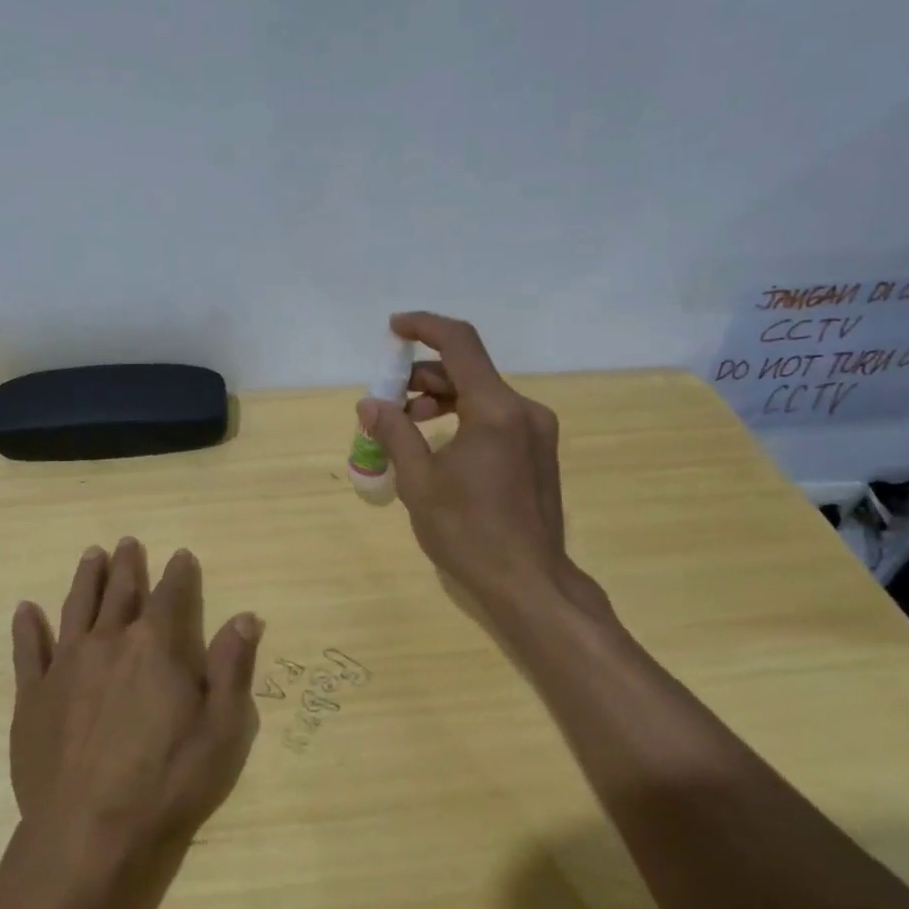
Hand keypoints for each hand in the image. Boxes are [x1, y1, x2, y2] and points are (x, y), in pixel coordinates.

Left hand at [8, 538, 263, 850]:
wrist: (88, 834)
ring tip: (91, 555)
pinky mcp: (32, 696)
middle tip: (129, 542)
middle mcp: (110, 641)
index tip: (182, 555)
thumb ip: (233, 667)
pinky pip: (29, 651)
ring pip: (77, 608)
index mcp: (157, 645)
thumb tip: (246, 617)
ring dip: (86, 579)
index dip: (180, 573)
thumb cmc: (167, 782)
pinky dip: (28, 627)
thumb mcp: (222, 728)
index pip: (172, 594)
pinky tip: (26, 609)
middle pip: (121, 592)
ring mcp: (66, 666)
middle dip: (129, 565)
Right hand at [359, 312, 607, 619]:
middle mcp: (523, 410)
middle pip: (468, 371)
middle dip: (423, 377)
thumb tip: (370, 404)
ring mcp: (536, 431)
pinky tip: (437, 447)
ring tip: (405, 428)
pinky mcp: (538, 452)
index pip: (459, 343)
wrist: (529, 582)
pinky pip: (495, 418)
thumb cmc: (469, 532)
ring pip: (481, 395)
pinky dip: (462, 419)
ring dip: (441, 400)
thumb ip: (394, 434)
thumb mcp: (419, 482)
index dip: (424, 326)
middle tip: (387, 402)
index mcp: (496, 409)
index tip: (393, 329)